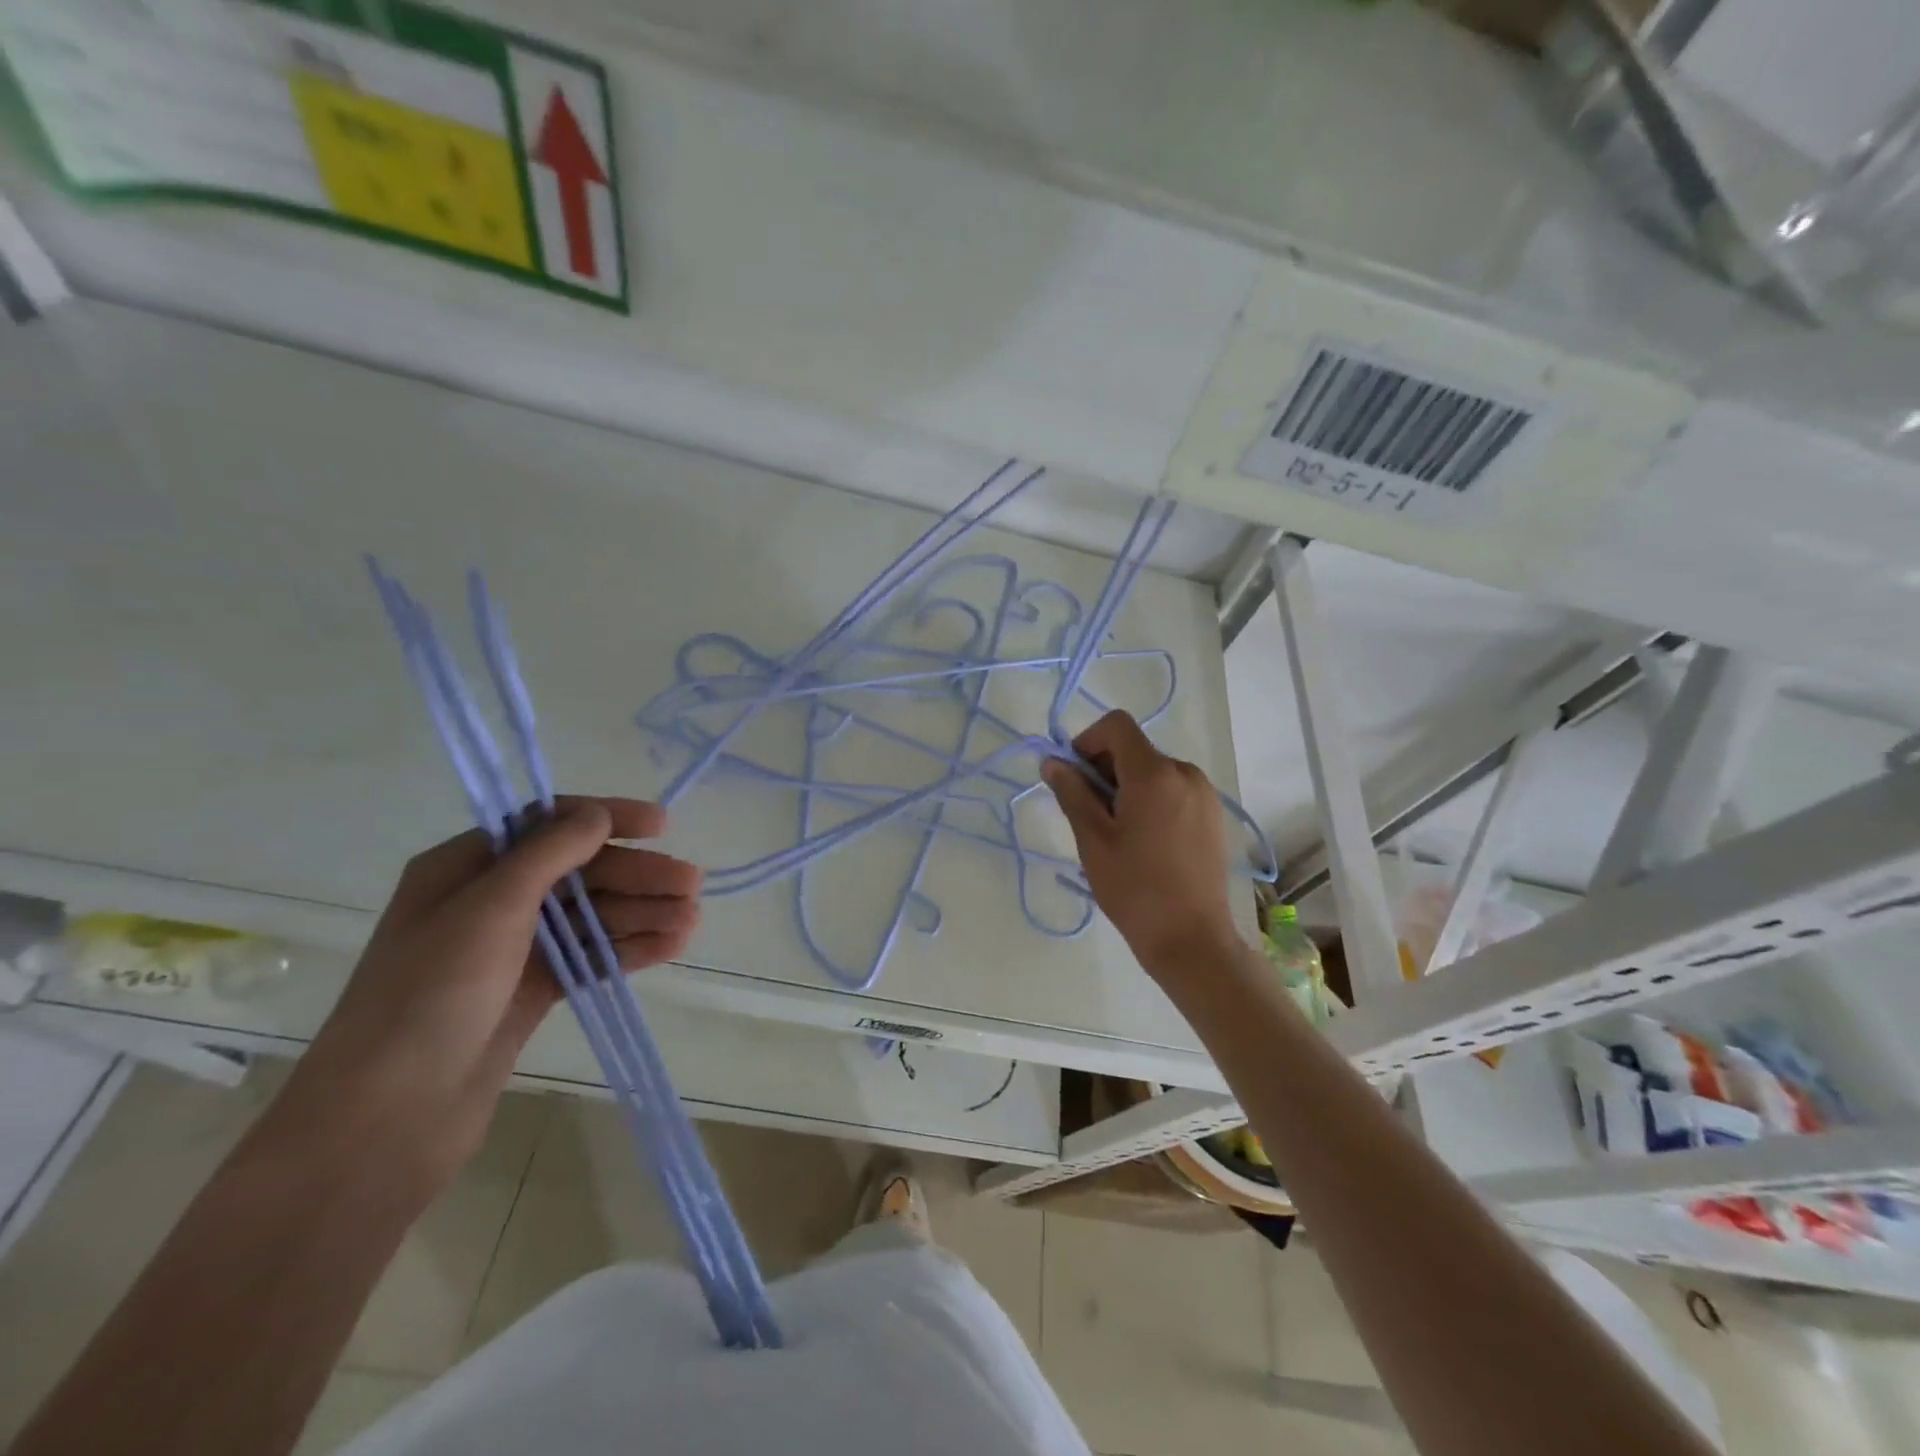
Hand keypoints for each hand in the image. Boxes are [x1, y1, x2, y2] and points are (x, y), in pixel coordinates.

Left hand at [269, 797, 701, 1194]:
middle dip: (637, 875)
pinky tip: (672, 946)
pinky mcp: (530, 992)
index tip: (661, 826)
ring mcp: (511, 950)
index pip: (547, 824)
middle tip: (692, 884)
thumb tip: (599, 815)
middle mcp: (489, 902)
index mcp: (465, 868)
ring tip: (692, 920)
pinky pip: (590, 957)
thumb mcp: (489, 908)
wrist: (386, 1119)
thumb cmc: (430, 995)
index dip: (607, 819)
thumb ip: (549, 854)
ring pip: (590, 917)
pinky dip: (629, 949)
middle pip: (579, 873)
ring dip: (642, 913)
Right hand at [1041, 711, 1241, 978]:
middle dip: (1104, 769)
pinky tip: (1144, 841)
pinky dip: (1151, 800)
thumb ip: (1072, 792)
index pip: (1117, 726)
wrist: (1192, 939)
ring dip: (1127, 786)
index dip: (1087, 741)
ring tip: (1116, 832)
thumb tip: (1052, 762)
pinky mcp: (1213, 815)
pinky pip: (1174, 790)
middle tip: (1089, 813)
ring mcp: (1205, 794)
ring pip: (1154, 771)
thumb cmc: (1135, 889)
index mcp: (1154, 774)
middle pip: (1135, 749)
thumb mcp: (1093, 840)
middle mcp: (1185, 773)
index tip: (1073, 777)